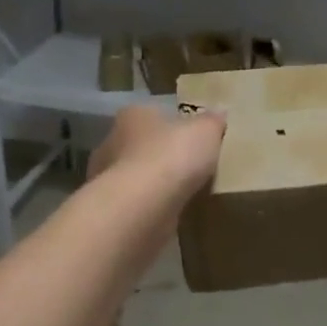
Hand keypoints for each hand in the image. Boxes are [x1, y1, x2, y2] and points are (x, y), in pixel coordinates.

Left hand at [88, 105, 225, 197]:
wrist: (144, 206)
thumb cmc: (172, 156)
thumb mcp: (206, 131)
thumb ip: (212, 122)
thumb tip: (219, 114)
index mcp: (134, 115)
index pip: (154, 114)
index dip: (174, 125)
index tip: (192, 138)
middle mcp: (113, 142)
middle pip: (143, 145)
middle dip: (163, 155)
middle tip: (191, 166)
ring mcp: (108, 177)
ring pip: (138, 175)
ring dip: (156, 183)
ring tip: (185, 192)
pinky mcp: (113, 208)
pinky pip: (138, 202)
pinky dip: (152, 205)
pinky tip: (172, 212)